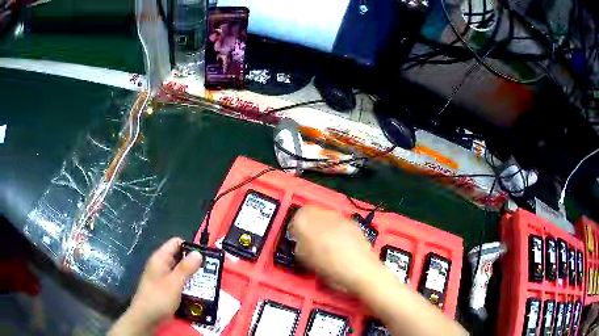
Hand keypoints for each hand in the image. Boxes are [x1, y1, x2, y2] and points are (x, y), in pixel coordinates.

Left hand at [109, 237, 202, 334]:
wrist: (147, 318)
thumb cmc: (158, 297)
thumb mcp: (174, 282)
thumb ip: (186, 268)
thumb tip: (198, 253)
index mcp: (160, 259)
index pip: (176, 243)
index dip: (190, 246)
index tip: (205, 256)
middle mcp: (162, 266)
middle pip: (180, 257)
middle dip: (194, 263)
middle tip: (211, 271)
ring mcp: (164, 279)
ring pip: (181, 272)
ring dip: (193, 277)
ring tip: (209, 282)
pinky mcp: (167, 291)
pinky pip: (180, 284)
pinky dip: (189, 286)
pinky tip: (200, 292)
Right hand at [289, 206, 382, 293]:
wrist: (360, 269)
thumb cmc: (329, 268)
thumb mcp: (305, 260)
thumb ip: (300, 246)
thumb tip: (300, 242)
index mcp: (306, 222)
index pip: (296, 217)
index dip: (295, 229)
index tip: (297, 240)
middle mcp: (323, 214)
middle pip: (311, 213)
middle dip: (309, 225)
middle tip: (310, 240)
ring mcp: (339, 217)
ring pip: (326, 217)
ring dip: (323, 226)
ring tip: (326, 243)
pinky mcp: (353, 222)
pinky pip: (339, 223)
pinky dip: (336, 230)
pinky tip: (339, 244)